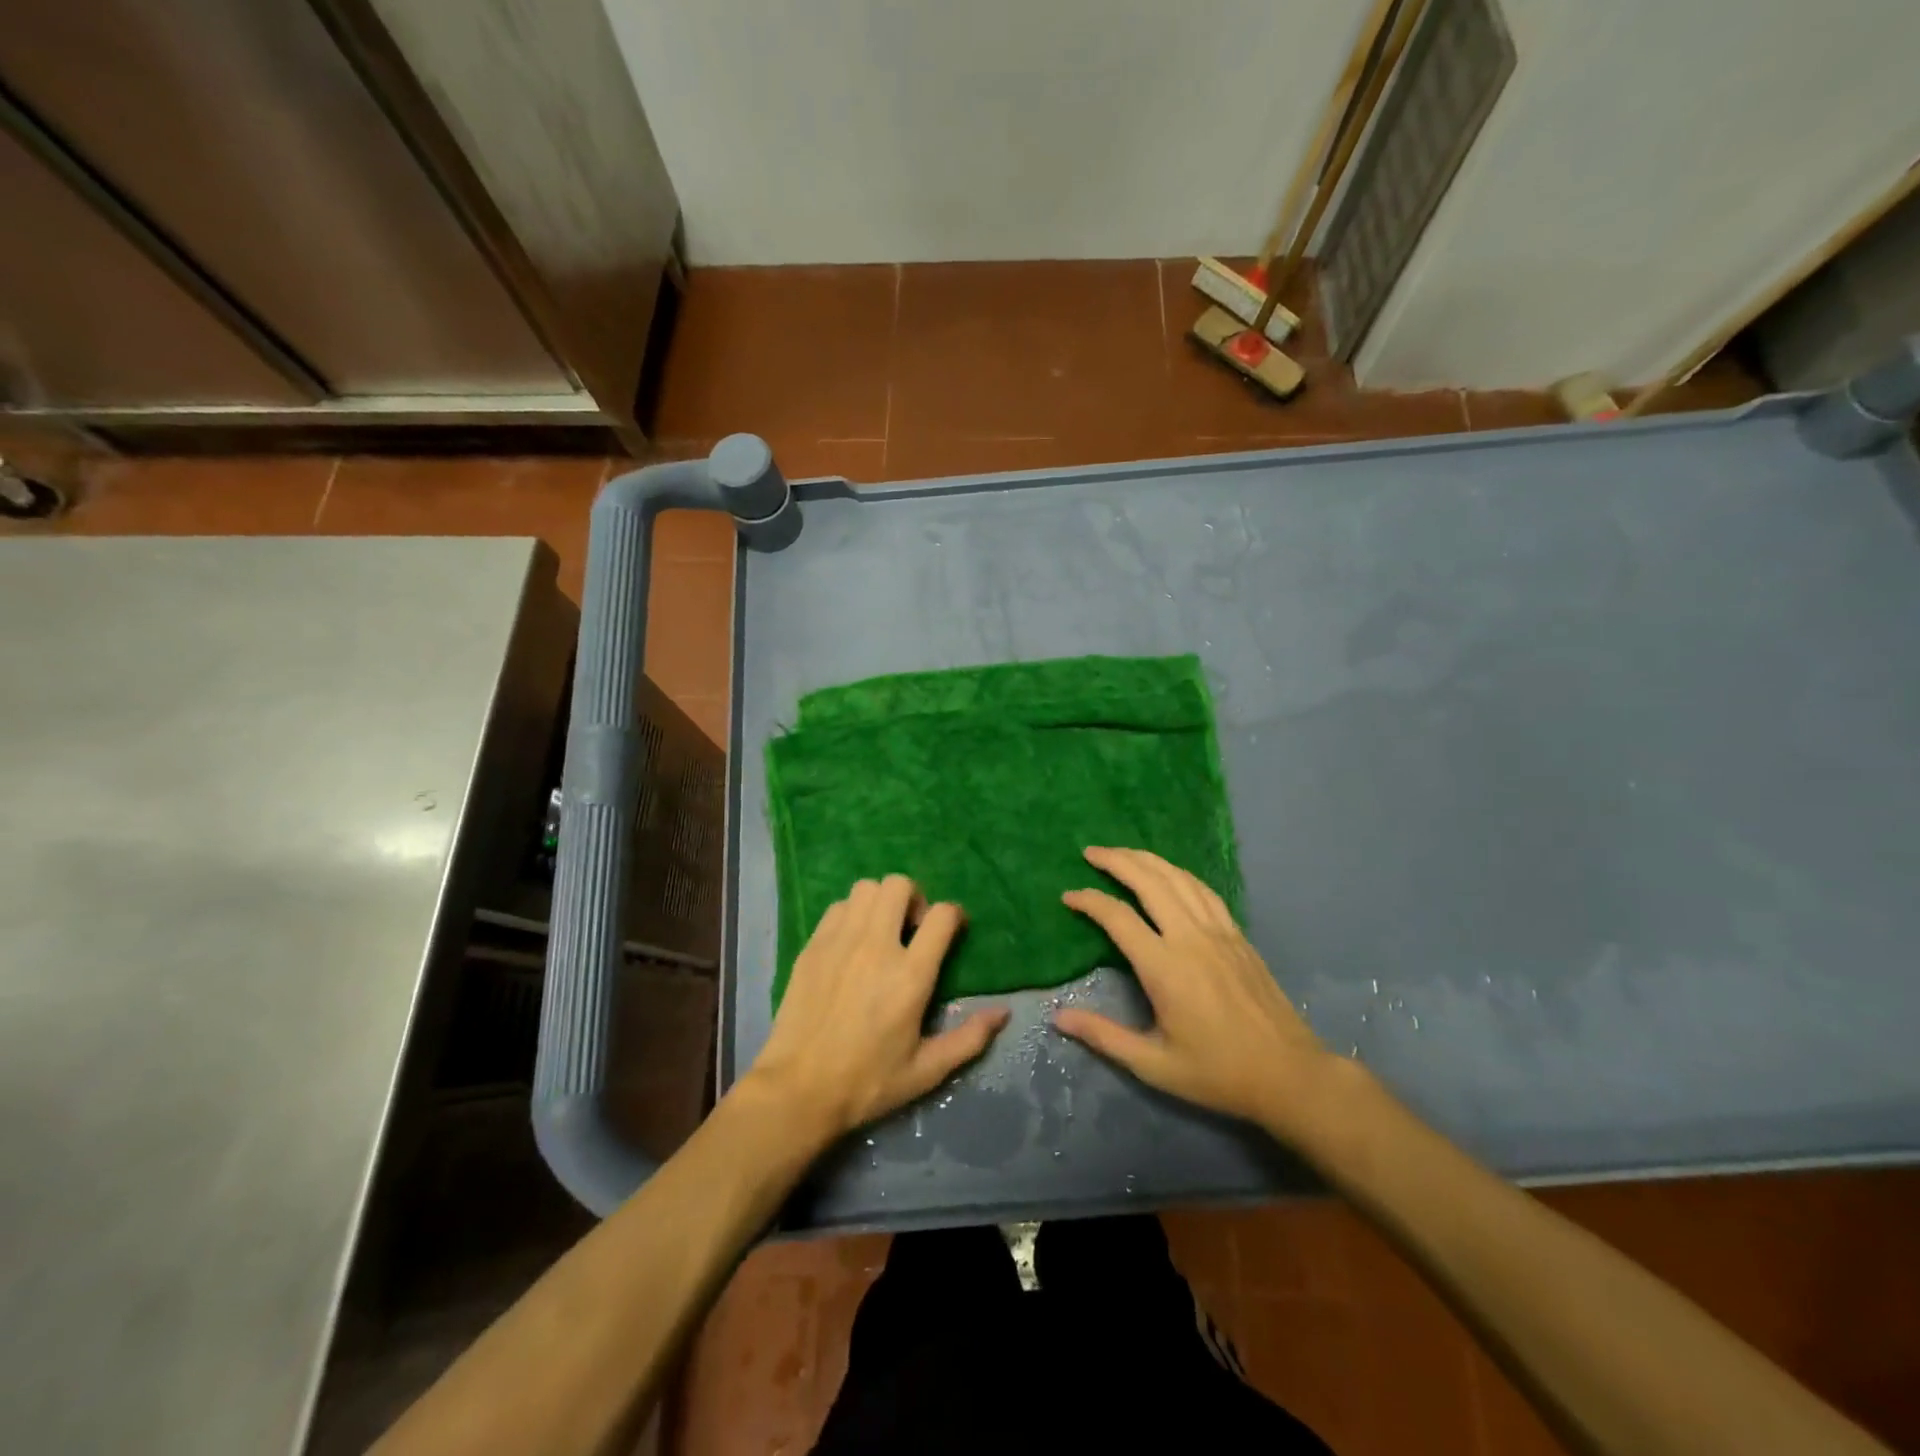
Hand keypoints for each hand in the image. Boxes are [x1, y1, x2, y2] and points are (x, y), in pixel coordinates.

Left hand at [743, 875, 1007, 1144]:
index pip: (941, 915)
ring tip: (881, 931)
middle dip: (914, 898)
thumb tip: (1003, 1013)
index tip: (952, 930)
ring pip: (866, 888)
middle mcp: (877, 946)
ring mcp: (840, 941)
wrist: (798, 1090)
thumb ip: (969, 1039)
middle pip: (899, 885)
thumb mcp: (927, 1071)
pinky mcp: (813, 946)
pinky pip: (838, 907)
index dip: (953, 915)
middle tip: (912, 928)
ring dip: (881, 902)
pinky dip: (851, 914)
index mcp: (910, 975)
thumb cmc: (868, 1083)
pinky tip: (851, 943)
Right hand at [1054, 847, 1353, 1141]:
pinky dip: (1179, 873)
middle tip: (1091, 851)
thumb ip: (1104, 1036)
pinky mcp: (1237, 936)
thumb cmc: (1217, 1073)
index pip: (1118, 918)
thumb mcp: (1154, 1064)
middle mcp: (1190, 938)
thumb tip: (1058, 1017)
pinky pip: (1204, 891)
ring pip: (1178, 879)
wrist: (1289, 1074)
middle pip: (1150, 882)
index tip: (1068, 896)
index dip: (1089, 901)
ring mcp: (1218, 932)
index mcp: (1165, 967)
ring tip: (1122, 852)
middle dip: (1117, 861)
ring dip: (1147, 859)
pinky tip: (1169, 872)